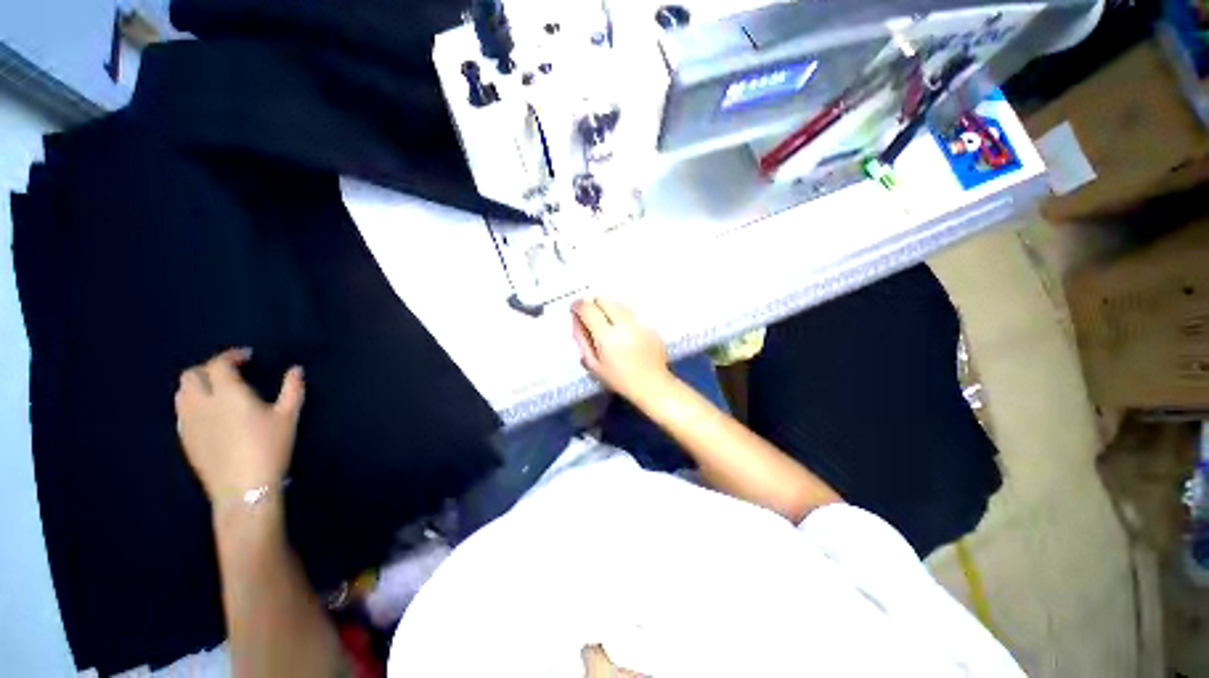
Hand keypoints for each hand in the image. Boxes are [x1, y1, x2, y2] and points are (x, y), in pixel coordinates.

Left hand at [175, 348, 304, 504]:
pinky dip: (193, 403)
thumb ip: (292, 389)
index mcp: (228, 394)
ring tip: (216, 390)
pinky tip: (209, 413)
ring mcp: (189, 421)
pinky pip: (182, 411)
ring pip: (182, 392)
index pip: (219, 364)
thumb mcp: (288, 417)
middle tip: (230, 372)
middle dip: (209, 368)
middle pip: (192, 375)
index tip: (247, 357)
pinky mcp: (185, 438)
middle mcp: (202, 403)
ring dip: (197, 384)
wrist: (244, 487)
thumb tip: (296, 369)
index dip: (231, 356)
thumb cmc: (270, 448)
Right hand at [572, 297, 675, 403]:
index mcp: (606, 336)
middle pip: (603, 300)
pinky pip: (632, 313)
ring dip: (608, 307)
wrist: (652, 385)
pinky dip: (623, 316)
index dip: (578, 306)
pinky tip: (624, 330)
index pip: (588, 309)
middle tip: (590, 314)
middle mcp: (623, 324)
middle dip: (593, 303)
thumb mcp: (594, 365)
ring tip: (606, 321)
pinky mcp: (650, 325)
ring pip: (618, 303)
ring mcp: (639, 322)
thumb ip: (582, 341)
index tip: (575, 309)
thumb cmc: (619, 380)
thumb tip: (576, 321)